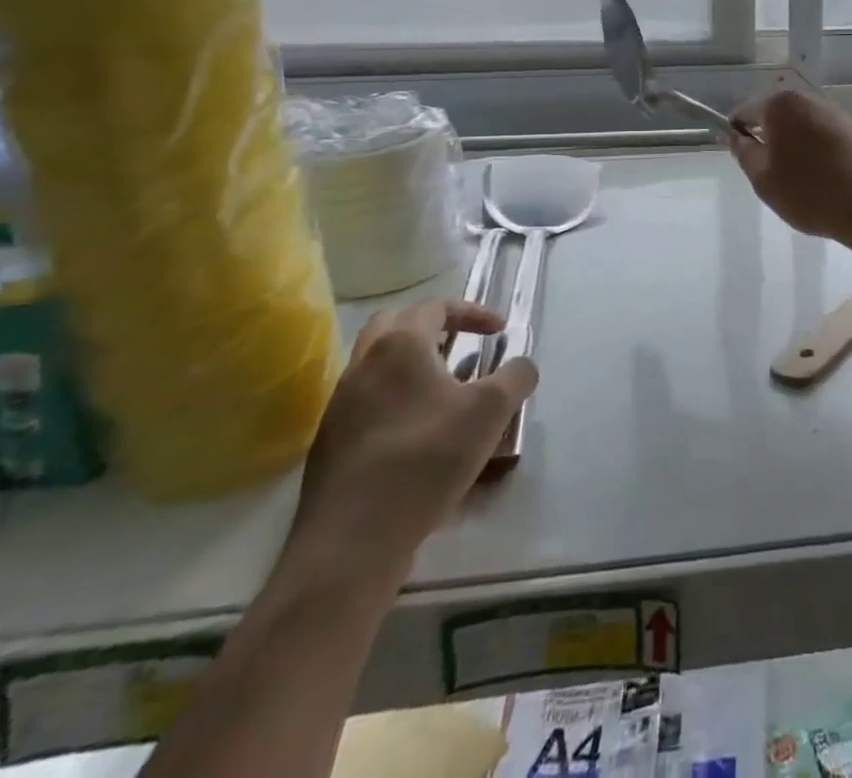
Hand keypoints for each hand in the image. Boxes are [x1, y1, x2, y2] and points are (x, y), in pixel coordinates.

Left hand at [286, 300, 537, 587]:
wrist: (350, 543)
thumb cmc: (426, 460)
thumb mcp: (491, 411)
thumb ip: (516, 377)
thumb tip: (522, 367)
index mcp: (399, 346)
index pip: (435, 307)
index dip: (473, 312)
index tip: (500, 331)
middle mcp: (362, 366)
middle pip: (394, 324)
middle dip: (433, 328)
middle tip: (462, 346)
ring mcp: (339, 406)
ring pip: (377, 365)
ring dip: (412, 365)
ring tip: (446, 390)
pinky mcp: (329, 445)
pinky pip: (367, 402)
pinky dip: (396, 399)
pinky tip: (420, 433)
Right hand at [728, 88, 851, 245]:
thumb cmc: (810, 192)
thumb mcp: (764, 179)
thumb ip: (744, 152)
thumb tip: (733, 134)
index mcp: (782, 104)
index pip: (746, 110)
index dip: (737, 132)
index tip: (740, 158)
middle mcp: (811, 99)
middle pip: (777, 115)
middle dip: (769, 139)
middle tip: (769, 174)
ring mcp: (838, 114)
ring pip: (803, 127)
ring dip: (795, 147)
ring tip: (798, 181)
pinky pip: (826, 138)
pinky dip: (818, 153)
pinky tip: (824, 181)